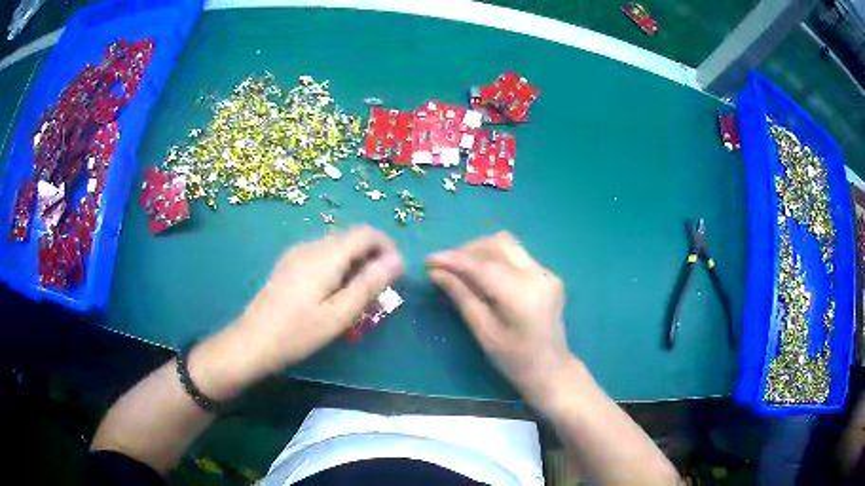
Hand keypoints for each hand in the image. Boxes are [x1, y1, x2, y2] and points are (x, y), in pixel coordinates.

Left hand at [191, 226, 403, 399]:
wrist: (252, 341)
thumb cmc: (297, 333)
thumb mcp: (339, 314)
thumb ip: (369, 285)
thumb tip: (397, 261)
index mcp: (325, 255)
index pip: (366, 233)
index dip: (387, 247)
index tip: (396, 274)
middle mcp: (311, 246)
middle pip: (351, 237)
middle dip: (372, 257)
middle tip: (380, 290)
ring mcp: (296, 254)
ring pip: (337, 246)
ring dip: (355, 263)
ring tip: (359, 296)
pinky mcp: (289, 264)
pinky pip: (322, 255)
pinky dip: (338, 267)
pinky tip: (334, 294)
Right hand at [426, 232, 571, 404]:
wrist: (551, 369)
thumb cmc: (514, 360)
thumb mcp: (484, 332)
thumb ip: (462, 297)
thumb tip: (436, 272)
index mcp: (521, 295)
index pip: (482, 266)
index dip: (454, 259)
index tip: (429, 260)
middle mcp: (537, 276)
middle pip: (498, 244)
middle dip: (468, 250)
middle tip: (446, 266)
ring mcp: (546, 273)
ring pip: (509, 245)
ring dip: (482, 251)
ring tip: (462, 269)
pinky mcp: (549, 275)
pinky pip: (518, 257)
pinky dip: (497, 260)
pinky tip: (485, 277)